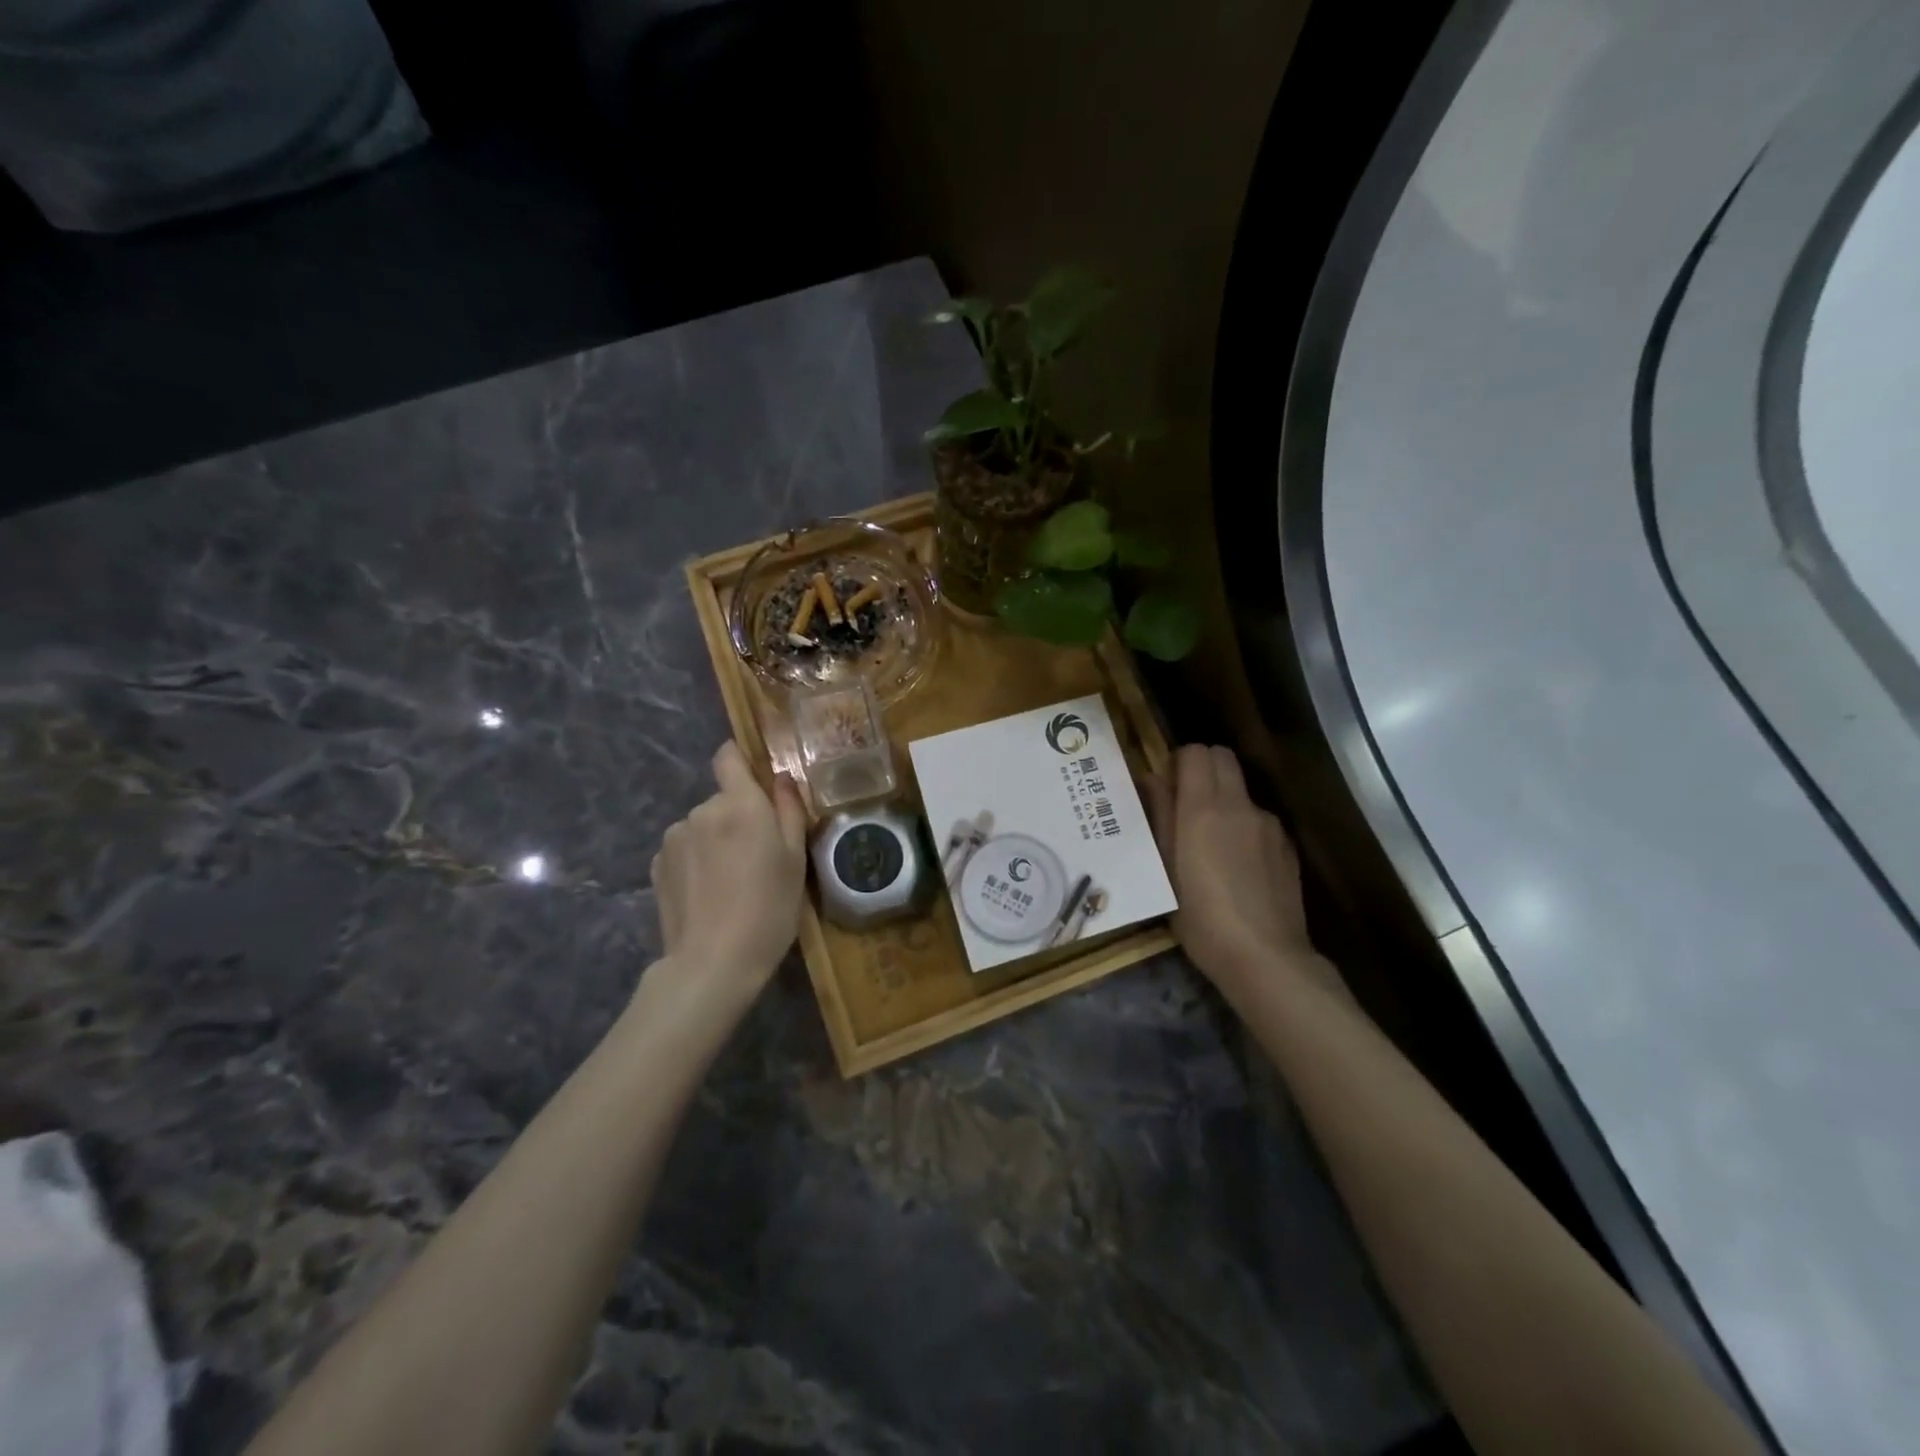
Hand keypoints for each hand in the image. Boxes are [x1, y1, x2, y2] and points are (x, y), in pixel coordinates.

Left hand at [650, 742, 808, 996]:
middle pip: (722, 799)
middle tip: (758, 856)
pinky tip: (708, 894)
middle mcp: (701, 810)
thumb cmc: (768, 908)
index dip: (741, 760)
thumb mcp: (795, 859)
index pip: (728, 756)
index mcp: (740, 804)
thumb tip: (781, 778)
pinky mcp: (657, 866)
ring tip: (731, 881)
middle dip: (738, 817)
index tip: (757, 783)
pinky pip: (684, 850)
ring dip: (715, 840)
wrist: (713, 962)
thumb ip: (789, 810)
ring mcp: (674, 838)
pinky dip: (696, 862)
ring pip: (702, 826)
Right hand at [1145, 744, 1314, 985]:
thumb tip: (1151, 780)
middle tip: (1184, 805)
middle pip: (1223, 758)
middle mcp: (1240, 805)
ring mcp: (1269, 825)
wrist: (1264, 957)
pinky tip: (1237, 867)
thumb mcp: (1164, 869)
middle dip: (1202, 769)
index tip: (1165, 788)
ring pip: (1241, 791)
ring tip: (1209, 844)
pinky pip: (1259, 820)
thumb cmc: (1200, 917)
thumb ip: (1159, 816)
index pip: (1196, 752)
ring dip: (1223, 800)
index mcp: (1203, 807)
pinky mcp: (1287, 847)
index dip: (1178, 762)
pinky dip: (1244, 828)